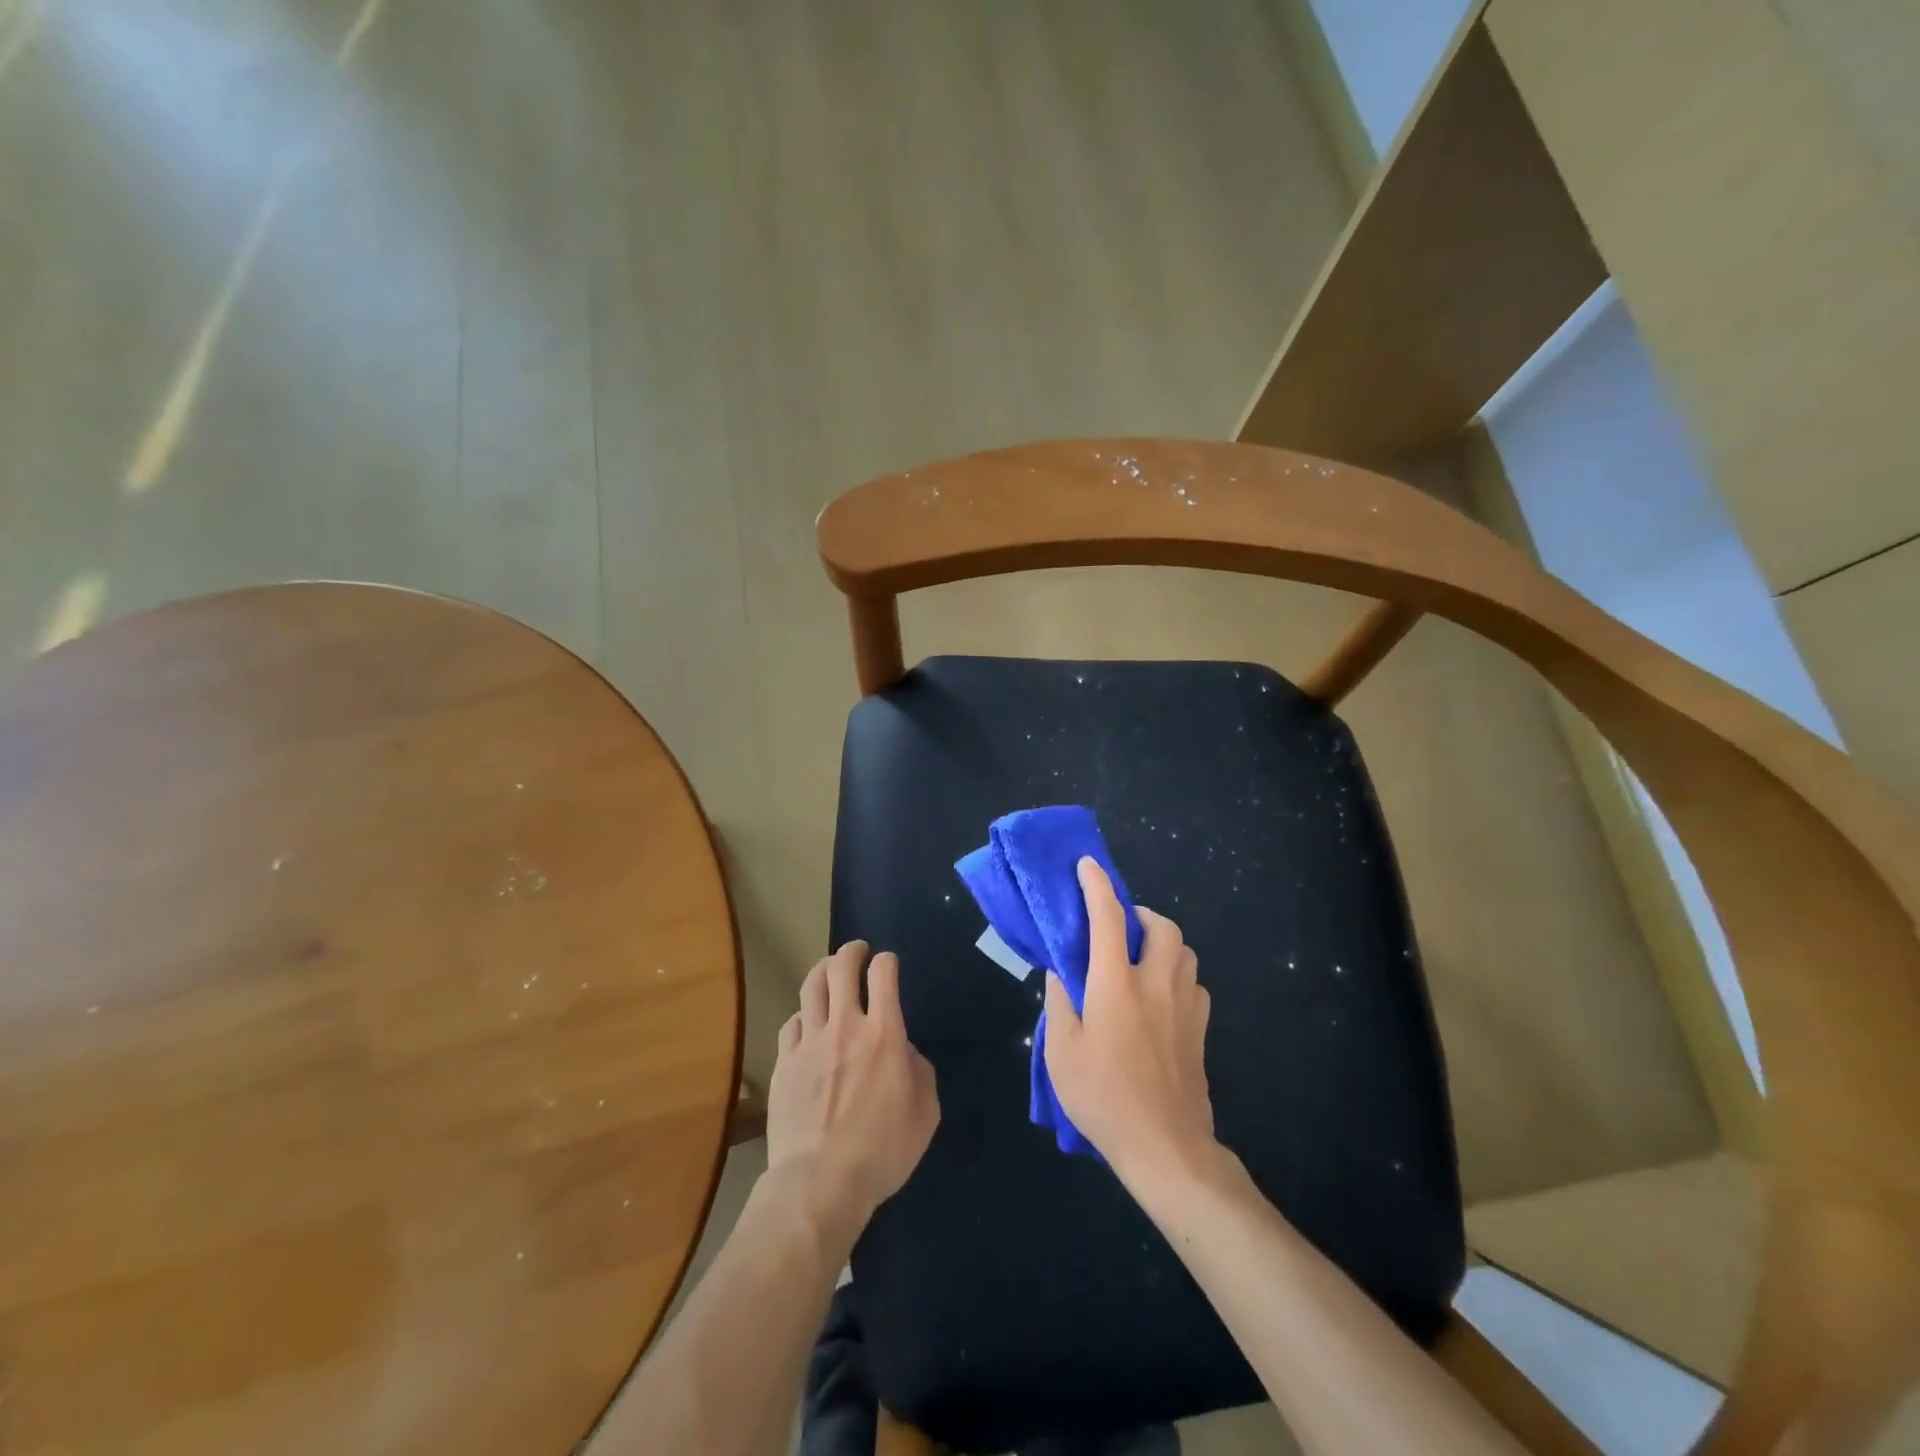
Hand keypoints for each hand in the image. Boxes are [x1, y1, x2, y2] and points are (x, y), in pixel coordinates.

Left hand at [766, 941, 938, 1241]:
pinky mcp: (785, 1061)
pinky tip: (807, 1023)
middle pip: (842, 967)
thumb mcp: (925, 1112)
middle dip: (852, 951)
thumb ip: (919, 1070)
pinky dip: (803, 1015)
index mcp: (884, 1033)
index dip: (887, 961)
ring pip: (812, 986)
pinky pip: (791, 1022)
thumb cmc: (883, 1151)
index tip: (888, 965)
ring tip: (830, 970)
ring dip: (824, 970)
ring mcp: (809, 1041)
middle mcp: (845, 1025)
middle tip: (858, 951)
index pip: (883, 973)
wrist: (820, 1182)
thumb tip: (903, 1052)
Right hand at [1043, 858, 1216, 1188]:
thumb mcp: (1061, 1052)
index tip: (1087, 865)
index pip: (1108, 917)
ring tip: (1140, 960)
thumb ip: (1059, 1004)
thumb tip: (1061, 974)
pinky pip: (1194, 985)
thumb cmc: (1103, 1097)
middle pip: (1162, 927)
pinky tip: (1161, 999)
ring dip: (1163, 943)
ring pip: (1184, 952)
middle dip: (1141, 914)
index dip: (1096, 885)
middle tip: (1120, 929)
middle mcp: (1156, 983)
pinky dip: (1177, 977)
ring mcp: (1186, 1006)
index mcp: (1116, 983)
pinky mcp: (1202, 1031)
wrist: (1165, 1147)